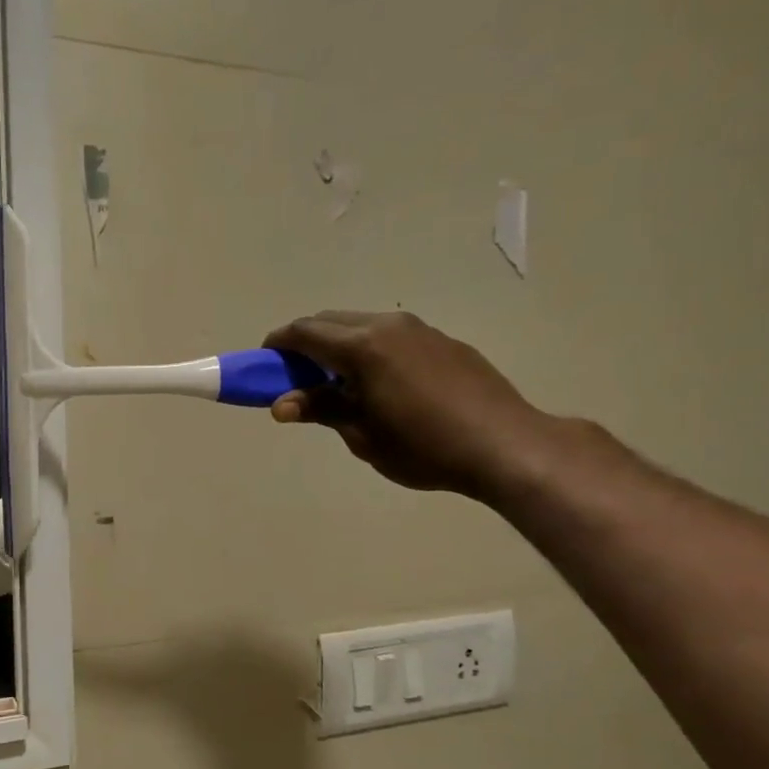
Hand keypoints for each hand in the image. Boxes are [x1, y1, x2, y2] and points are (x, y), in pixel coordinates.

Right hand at [262, 310, 552, 497]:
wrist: (505, 445)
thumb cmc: (424, 447)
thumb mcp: (363, 435)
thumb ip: (321, 409)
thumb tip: (280, 404)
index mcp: (363, 346)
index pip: (304, 332)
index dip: (278, 344)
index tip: (263, 363)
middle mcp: (388, 325)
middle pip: (330, 320)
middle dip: (305, 342)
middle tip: (295, 377)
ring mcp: (420, 329)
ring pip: (362, 324)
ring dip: (338, 344)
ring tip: (337, 383)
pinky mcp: (442, 341)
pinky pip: (391, 335)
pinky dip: (369, 349)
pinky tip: (379, 383)